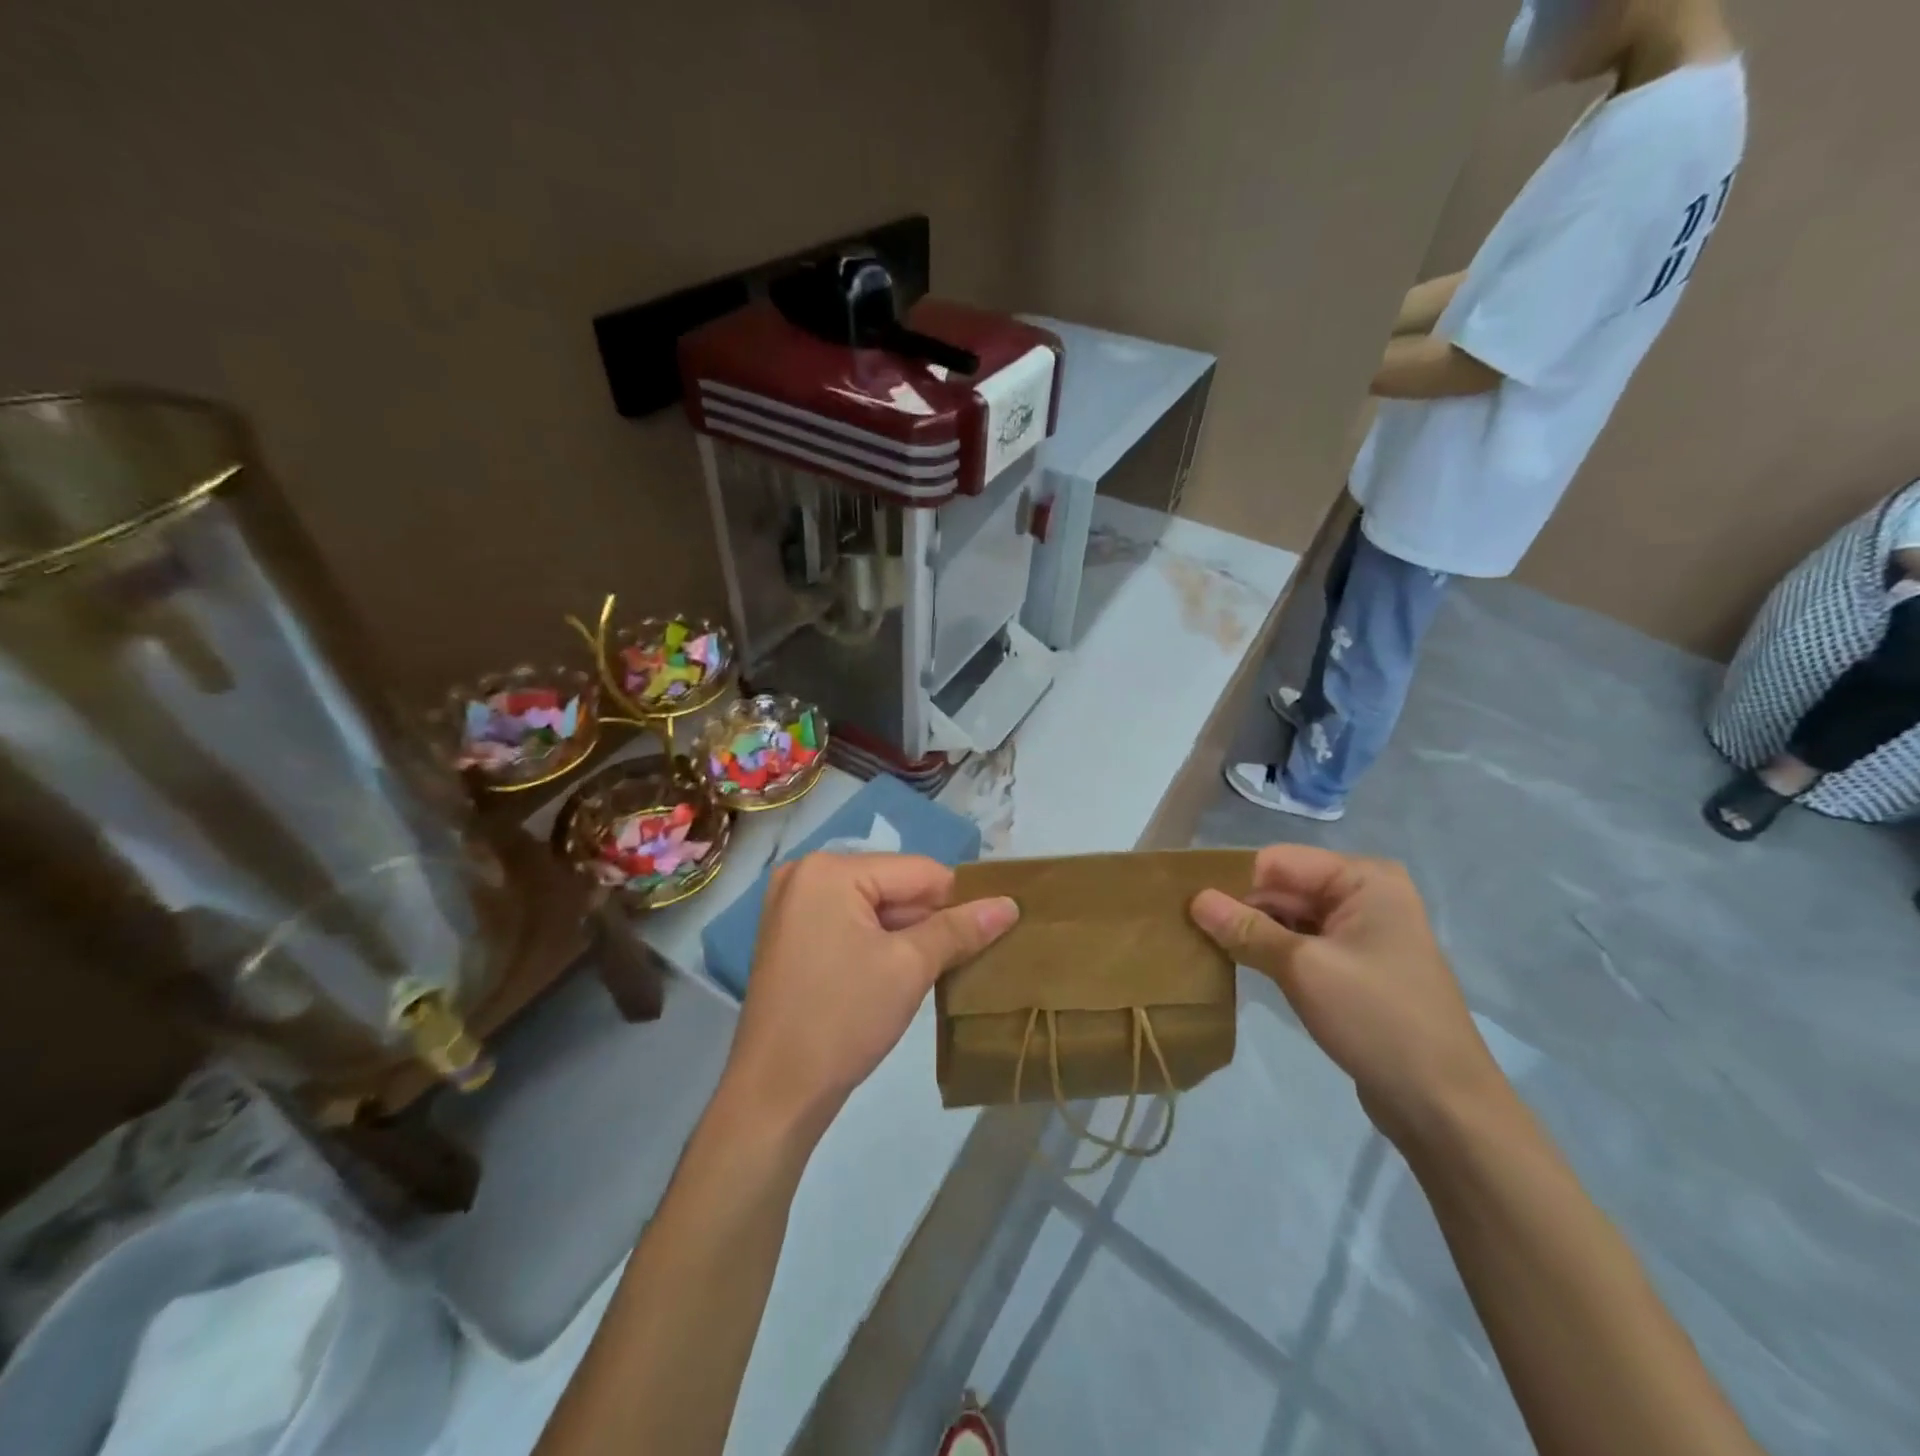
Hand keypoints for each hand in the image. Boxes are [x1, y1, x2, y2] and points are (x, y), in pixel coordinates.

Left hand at [722, 853, 1018, 1143]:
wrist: (774, 1094)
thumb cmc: (843, 1019)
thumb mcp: (910, 968)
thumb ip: (960, 929)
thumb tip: (1010, 904)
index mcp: (829, 870)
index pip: (917, 870)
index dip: (958, 900)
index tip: (988, 932)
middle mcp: (805, 874)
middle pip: (893, 885)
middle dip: (929, 920)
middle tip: (963, 957)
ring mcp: (792, 906)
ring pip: (874, 907)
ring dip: (907, 934)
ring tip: (936, 969)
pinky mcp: (791, 936)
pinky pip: (850, 924)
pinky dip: (879, 943)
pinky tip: (898, 974)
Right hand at [1189, 844, 1504, 1143]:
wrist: (1443, 1106)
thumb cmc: (1378, 1020)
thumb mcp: (1304, 969)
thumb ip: (1247, 930)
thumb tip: (1195, 899)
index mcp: (1364, 879)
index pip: (1279, 862)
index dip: (1233, 880)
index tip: (1187, 901)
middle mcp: (1365, 895)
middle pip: (1284, 886)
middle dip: (1239, 905)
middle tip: (1184, 924)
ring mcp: (1361, 932)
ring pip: (1289, 916)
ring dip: (1251, 930)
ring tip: (1200, 941)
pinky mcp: (1353, 966)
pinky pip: (1301, 943)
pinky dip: (1269, 950)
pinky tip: (1235, 962)